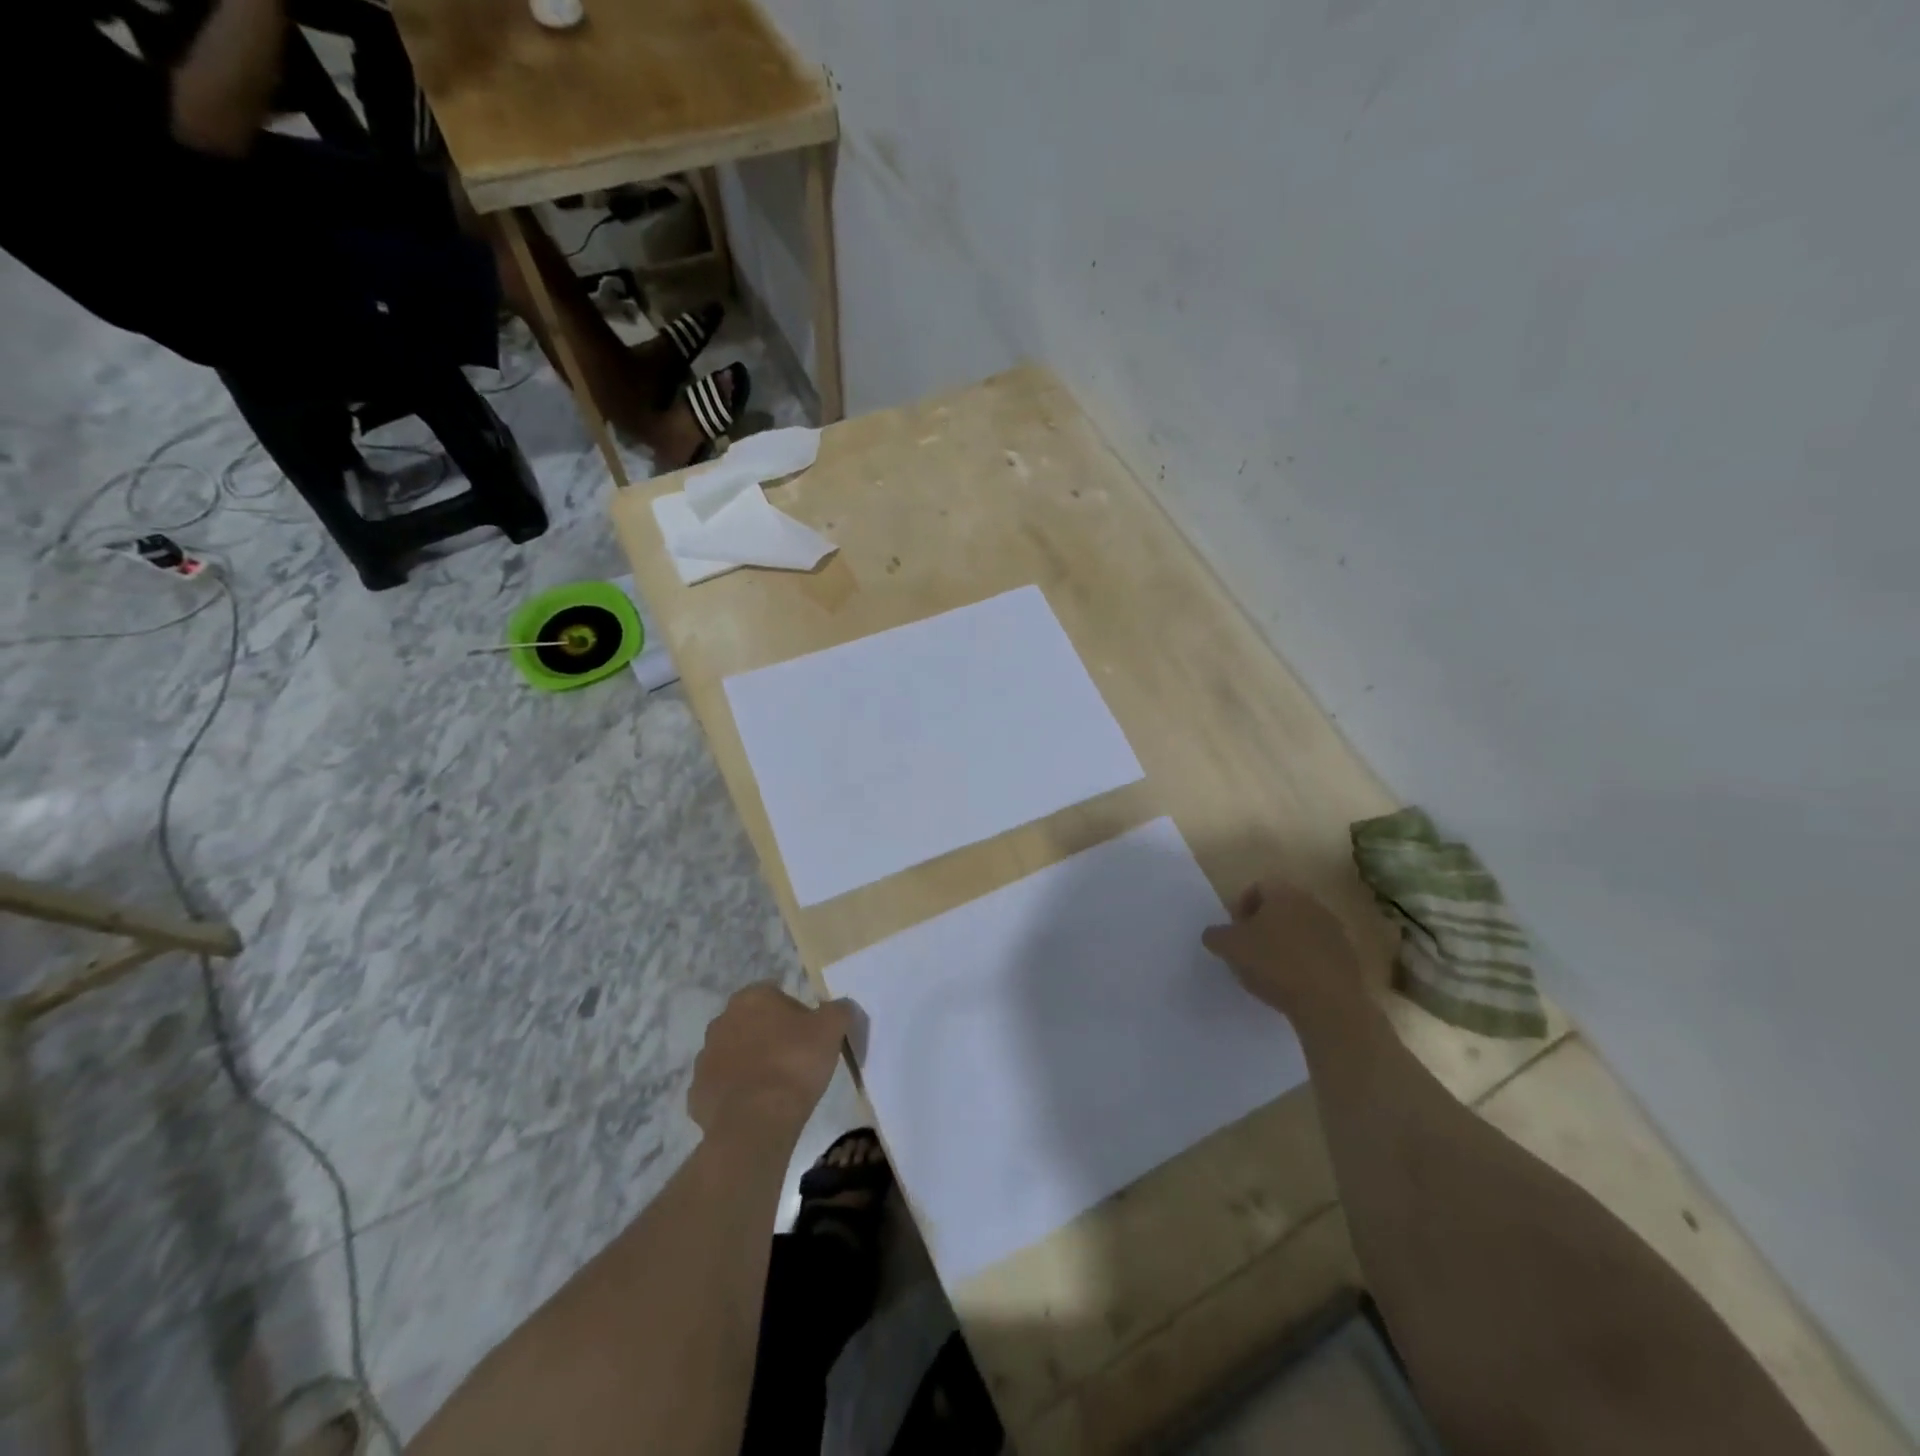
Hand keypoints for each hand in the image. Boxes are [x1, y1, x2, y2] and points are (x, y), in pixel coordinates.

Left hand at [688, 983, 852, 1144]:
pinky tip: (755, 1107)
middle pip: (751, 1023)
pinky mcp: (697, 1093)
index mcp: (751, 998)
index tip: (809, 1035)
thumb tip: (841, 1006)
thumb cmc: (795, 1063)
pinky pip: (721, 1087)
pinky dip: (735, 1093)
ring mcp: (705, 1058)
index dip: (794, 1013)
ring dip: (749, 1063)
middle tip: (794, 1059)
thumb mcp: (832, 1029)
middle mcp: (721, 1021)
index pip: (775, 994)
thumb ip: (839, 1010)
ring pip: (733, 1054)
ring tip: (776, 1086)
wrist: (756, 1120)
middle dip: (768, 1036)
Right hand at [1202, 882, 1360, 1018]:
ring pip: (1301, 929)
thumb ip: (1216, 935)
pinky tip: (1295, 984)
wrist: (1329, 1003)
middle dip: (1263, 925)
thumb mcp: (1229, 948)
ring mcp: (1335, 930)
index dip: (1240, 907)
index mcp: (1284, 894)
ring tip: (1272, 970)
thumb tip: (1215, 934)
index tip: (1234, 932)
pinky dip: (1304, 962)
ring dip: (1285, 944)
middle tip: (1249, 949)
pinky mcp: (1349, 957)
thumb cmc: (1274, 964)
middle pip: (1281, 908)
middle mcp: (1313, 904)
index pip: (1257, 888)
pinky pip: (1318, 952)